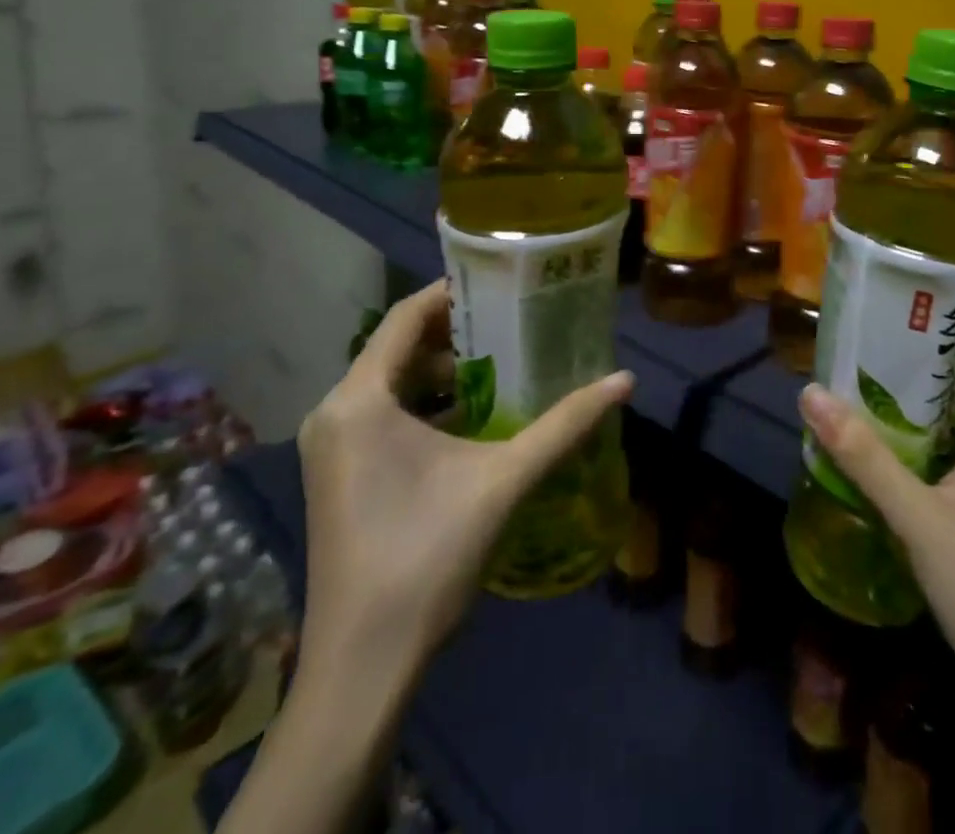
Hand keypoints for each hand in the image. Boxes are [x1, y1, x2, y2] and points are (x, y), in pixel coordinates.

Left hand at [297, 279, 634, 664]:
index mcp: (359, 399)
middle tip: (515, 326)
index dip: (455, 294)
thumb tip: (624, 380)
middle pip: (399, 346)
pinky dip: (424, 404)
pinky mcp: (336, 473)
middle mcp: (334, 411)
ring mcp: (330, 445)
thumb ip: (566, 425)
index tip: (504, 287)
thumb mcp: (505, 480)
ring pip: (390, 382)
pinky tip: (471, 417)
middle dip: (457, 334)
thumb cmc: (427, 557)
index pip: (406, 316)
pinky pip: (382, 413)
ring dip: (443, 372)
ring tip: (503, 365)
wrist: (362, 667)